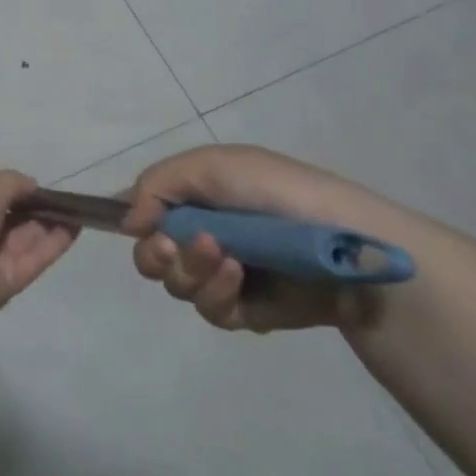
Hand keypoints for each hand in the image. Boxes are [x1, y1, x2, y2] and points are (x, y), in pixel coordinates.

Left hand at [0, 170, 76, 324]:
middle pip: (11, 219)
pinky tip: (75, 226)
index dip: (15, 191)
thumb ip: (11, 183)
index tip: (39, 186)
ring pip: (25, 238)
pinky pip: (33, 259)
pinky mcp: (9, 282)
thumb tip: (31, 185)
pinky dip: (54, 243)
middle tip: (66, 198)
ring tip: (78, 209)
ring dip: (50, 223)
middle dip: (36, 208)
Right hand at [124, 144, 413, 333]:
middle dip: (156, 254)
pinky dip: (217, 294)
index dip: (135, 222)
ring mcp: (225, 274)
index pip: (145, 211)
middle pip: (151, 256)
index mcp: (196, 196)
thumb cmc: (277, 192)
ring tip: (226, 258)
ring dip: (192, 271)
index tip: (140, 227)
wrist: (347, 244)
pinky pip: (210, 311)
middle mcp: (204, 232)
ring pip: (177, 285)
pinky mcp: (247, 310)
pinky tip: (240, 279)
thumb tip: (129, 223)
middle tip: (172, 246)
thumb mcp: (212, 165)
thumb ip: (157, 183)